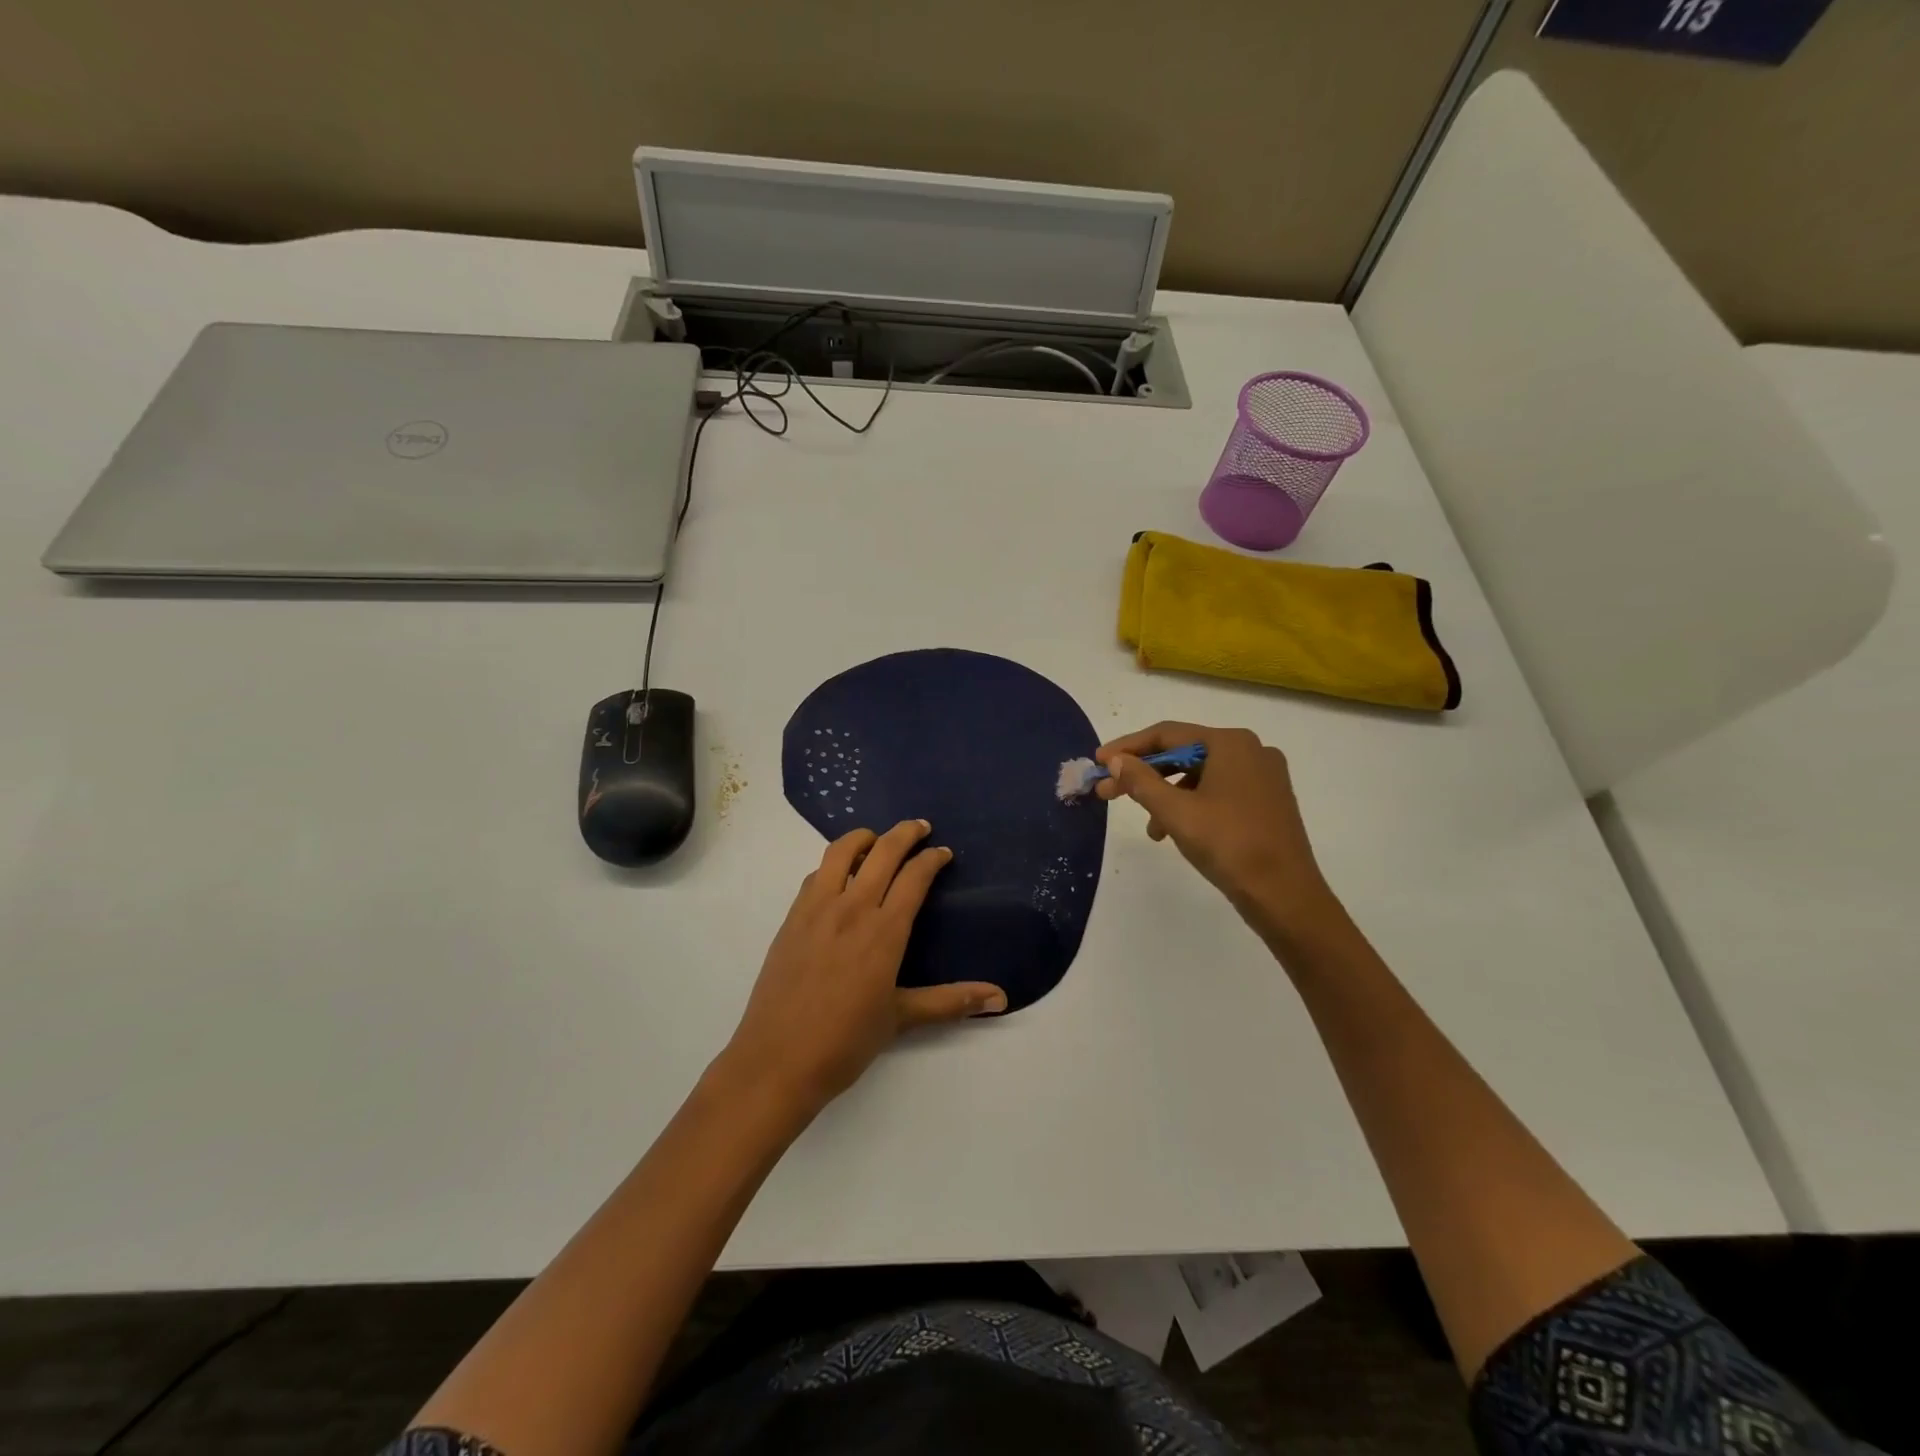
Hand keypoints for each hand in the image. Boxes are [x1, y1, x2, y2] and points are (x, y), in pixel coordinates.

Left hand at [718, 819, 1006, 1115]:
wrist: (777, 1061)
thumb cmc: (845, 1042)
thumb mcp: (902, 1019)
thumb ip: (951, 1001)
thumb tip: (1001, 998)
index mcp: (884, 932)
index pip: (914, 877)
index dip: (932, 859)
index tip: (943, 853)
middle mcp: (852, 909)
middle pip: (882, 852)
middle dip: (905, 833)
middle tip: (921, 827)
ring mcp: (817, 910)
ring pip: (840, 852)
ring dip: (864, 838)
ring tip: (877, 839)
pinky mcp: (792, 919)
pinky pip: (815, 876)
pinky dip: (833, 864)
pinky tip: (839, 877)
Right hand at [1096, 723, 1337, 941]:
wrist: (1285, 895)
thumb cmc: (1228, 845)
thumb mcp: (1175, 812)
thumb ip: (1141, 781)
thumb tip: (1116, 760)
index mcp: (1231, 743)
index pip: (1167, 734)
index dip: (1128, 747)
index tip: (1099, 762)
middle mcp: (1251, 750)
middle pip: (1184, 753)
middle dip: (1144, 774)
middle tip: (1108, 792)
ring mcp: (1263, 777)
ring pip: (1199, 775)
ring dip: (1166, 795)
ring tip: (1149, 827)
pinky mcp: (1267, 802)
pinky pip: (1218, 791)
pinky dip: (1191, 805)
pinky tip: (1176, 832)